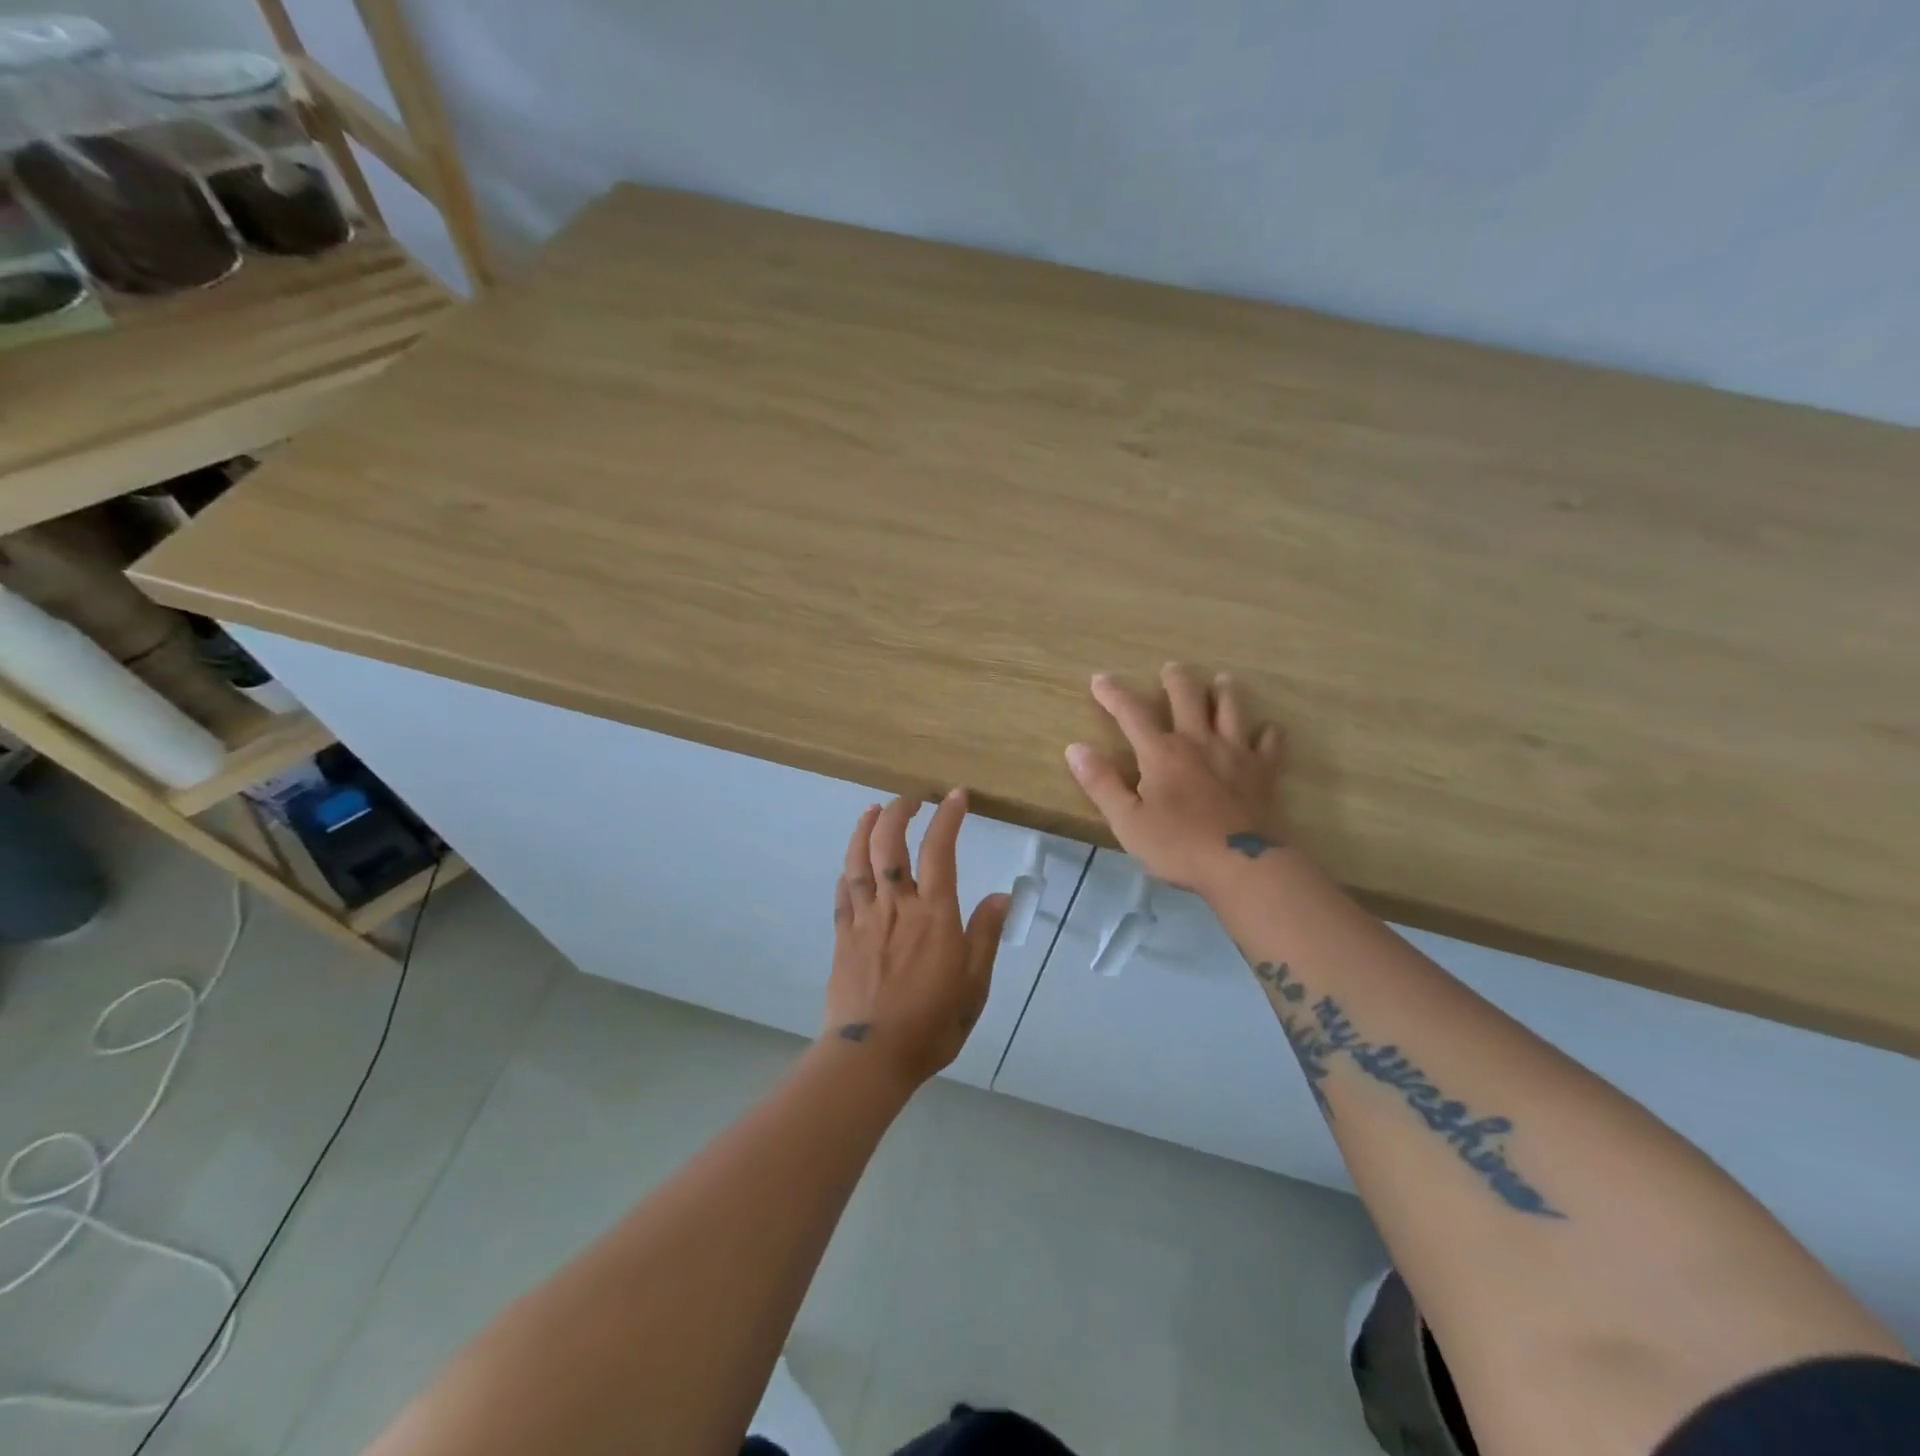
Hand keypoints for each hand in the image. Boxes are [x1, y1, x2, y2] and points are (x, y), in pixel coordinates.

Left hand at [824, 791, 1010, 1088]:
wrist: (872, 1055)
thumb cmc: (932, 1023)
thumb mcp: (974, 984)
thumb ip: (985, 936)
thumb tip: (1000, 897)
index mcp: (934, 914)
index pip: (940, 850)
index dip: (948, 817)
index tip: (956, 795)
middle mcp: (897, 906)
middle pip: (890, 844)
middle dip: (899, 812)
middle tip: (910, 800)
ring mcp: (864, 919)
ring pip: (859, 861)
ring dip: (865, 829)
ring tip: (872, 811)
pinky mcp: (843, 936)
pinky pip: (842, 893)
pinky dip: (847, 871)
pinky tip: (850, 864)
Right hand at [1065, 664, 1287, 893]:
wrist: (1242, 866)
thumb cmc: (1177, 846)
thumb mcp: (1127, 821)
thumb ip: (1101, 783)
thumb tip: (1075, 748)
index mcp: (1161, 752)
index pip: (1132, 713)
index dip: (1114, 693)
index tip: (1100, 678)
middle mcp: (1198, 741)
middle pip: (1188, 696)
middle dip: (1176, 679)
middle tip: (1171, 668)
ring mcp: (1236, 753)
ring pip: (1231, 708)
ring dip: (1224, 691)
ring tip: (1221, 681)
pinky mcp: (1264, 772)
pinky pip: (1270, 742)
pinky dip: (1267, 733)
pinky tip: (1266, 730)